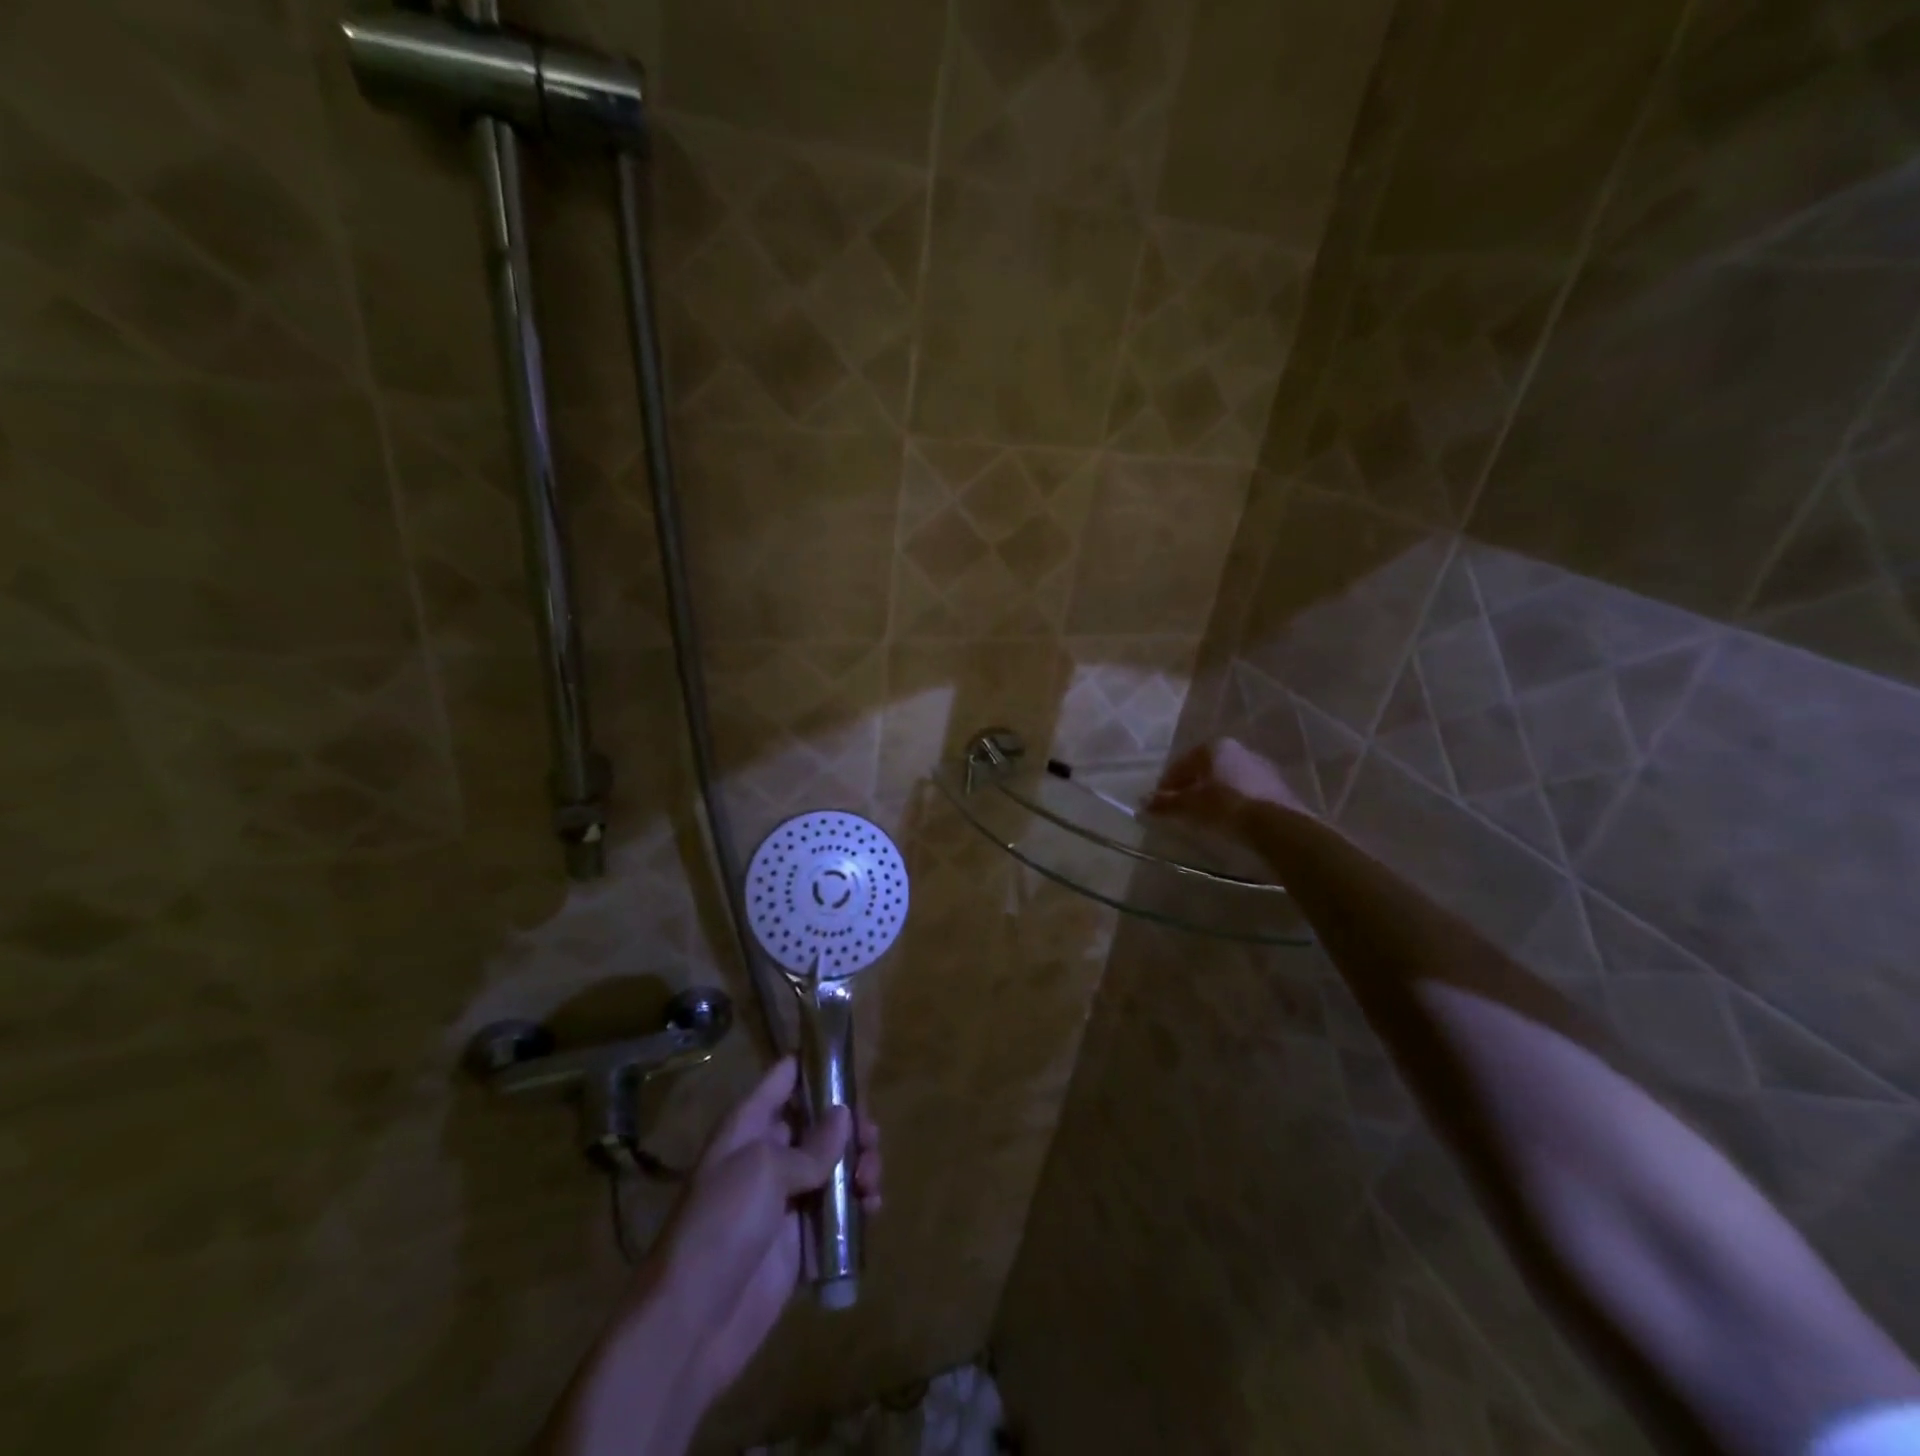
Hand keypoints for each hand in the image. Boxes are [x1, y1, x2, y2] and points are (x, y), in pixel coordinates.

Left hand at [653, 1057, 881, 1400]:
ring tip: (871, 1182)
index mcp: (749, 1126)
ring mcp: (786, 1198)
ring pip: (835, 1164)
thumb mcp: (763, 1170)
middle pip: (820, 1121)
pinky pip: (838, 1210)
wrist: (691, 1325)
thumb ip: (811, 1144)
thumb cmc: (721, 1227)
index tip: (854, 1062)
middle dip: (851, 1124)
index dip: (817, 1064)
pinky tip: (872, 1209)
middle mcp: (769, 1154)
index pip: (786, 1077)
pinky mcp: (801, 1240)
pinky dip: (859, 1205)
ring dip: (860, 1164)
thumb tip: (844, 1115)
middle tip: (871, 1139)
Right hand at [1148, 738, 1311, 832]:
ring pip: (1226, 779)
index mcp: (1214, 746)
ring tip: (1204, 816)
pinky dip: (1232, 802)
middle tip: (1180, 808)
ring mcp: (1261, 767)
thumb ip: (1165, 802)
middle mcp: (1239, 749)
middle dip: (1191, 787)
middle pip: (1205, 769)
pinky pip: (1245, 792)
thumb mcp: (1189, 805)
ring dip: (1213, 794)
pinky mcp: (1277, 786)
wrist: (1276, 824)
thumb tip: (1143, 803)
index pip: (1182, 764)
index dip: (1167, 783)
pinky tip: (1228, 820)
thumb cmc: (1224, 805)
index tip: (1159, 801)